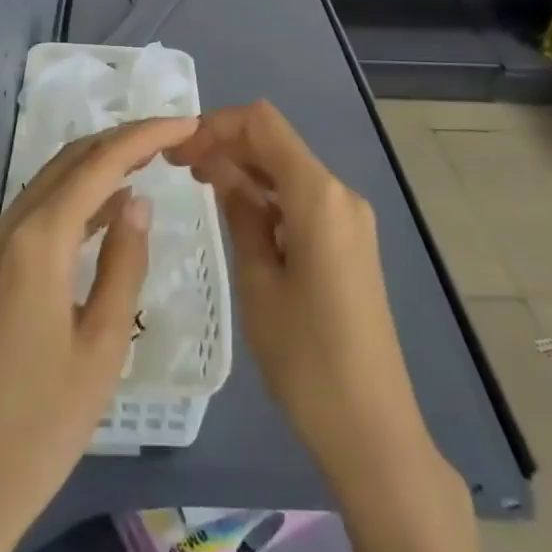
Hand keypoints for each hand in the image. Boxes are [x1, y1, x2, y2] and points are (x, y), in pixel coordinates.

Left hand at [0, 115, 197, 551]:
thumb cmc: (43, 425)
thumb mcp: (103, 346)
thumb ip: (123, 263)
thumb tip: (137, 202)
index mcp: (37, 243)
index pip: (98, 165)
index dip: (145, 136)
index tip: (187, 122)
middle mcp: (6, 229)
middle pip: (70, 161)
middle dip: (122, 140)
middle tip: (174, 136)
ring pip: (50, 182)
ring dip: (98, 164)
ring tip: (150, 158)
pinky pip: (36, 212)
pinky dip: (75, 197)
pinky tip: (108, 206)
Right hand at [172, 102, 432, 492]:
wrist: (372, 428)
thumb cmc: (306, 357)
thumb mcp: (258, 281)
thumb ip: (239, 213)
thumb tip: (219, 167)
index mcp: (319, 195)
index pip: (263, 124)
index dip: (217, 125)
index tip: (179, 151)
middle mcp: (340, 194)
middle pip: (276, 143)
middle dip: (227, 145)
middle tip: (179, 169)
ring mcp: (350, 219)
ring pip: (288, 171)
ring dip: (245, 171)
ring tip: (199, 189)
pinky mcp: (350, 244)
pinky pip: (302, 201)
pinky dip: (267, 197)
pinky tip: (237, 217)